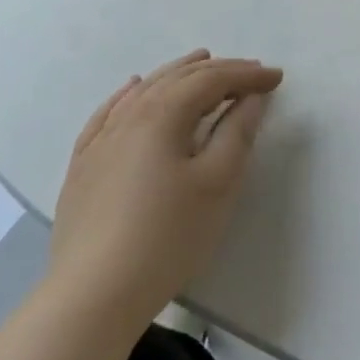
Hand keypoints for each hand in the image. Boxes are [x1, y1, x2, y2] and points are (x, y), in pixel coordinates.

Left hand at [46, 50, 282, 331]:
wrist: (92, 298)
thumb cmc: (167, 237)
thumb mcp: (217, 183)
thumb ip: (238, 132)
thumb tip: (251, 97)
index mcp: (163, 115)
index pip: (212, 80)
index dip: (247, 75)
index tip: (277, 77)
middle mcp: (129, 116)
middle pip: (178, 78)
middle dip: (218, 70)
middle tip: (250, 71)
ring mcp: (100, 141)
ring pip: (144, 90)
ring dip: (178, 72)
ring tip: (201, 61)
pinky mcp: (82, 167)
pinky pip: (108, 114)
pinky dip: (128, 94)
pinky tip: (133, 87)